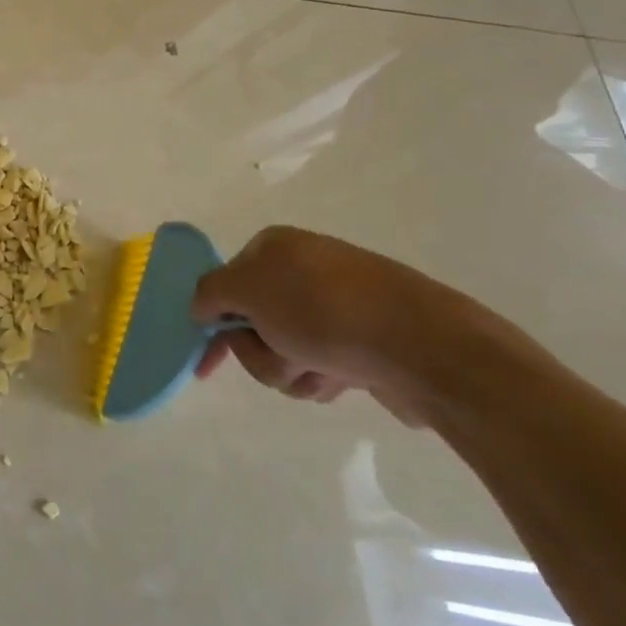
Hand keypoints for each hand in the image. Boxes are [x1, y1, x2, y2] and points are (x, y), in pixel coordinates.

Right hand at [190, 226, 509, 426]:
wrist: (423, 347)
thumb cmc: (324, 311)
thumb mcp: (248, 290)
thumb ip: (209, 293)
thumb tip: (203, 307)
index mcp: (274, 247)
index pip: (224, 285)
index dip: (211, 323)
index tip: (205, 365)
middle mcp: (303, 270)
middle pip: (252, 324)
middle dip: (260, 352)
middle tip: (284, 355)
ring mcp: (335, 306)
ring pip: (282, 351)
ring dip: (290, 370)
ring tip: (321, 370)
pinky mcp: (360, 341)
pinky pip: (318, 366)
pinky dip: (321, 377)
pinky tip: (344, 378)